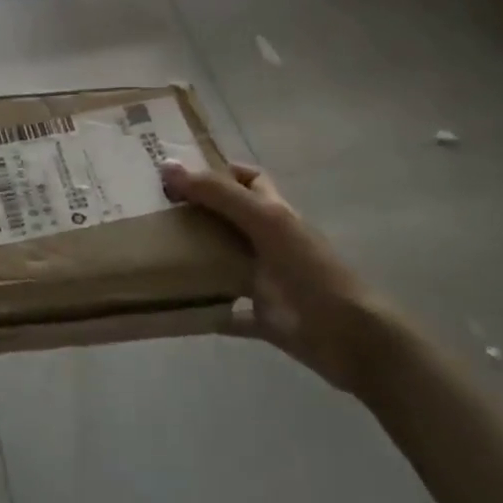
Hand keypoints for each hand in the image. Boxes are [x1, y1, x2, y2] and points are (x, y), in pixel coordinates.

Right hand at [158, 159, 390, 394]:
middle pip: (230, 219)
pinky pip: (229, 314)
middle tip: (154, 212)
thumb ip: (219, 194)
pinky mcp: (264, 318)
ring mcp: (267, 281)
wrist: (349, 336)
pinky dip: (208, 312)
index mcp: (275, 213)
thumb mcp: (264, 221)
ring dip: (199, 261)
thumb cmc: (309, 269)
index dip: (219, 172)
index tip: (178, 173)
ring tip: (156, 254)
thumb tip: (167, 166)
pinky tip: (179, 309)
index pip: (247, 179)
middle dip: (198, 214)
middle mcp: (269, 242)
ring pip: (225, 264)